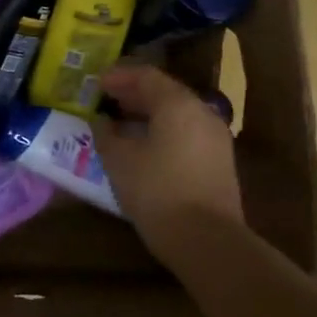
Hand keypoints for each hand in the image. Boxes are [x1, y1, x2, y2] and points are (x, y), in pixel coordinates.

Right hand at [93, 65, 242, 263]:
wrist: (206, 240)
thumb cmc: (156, 190)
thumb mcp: (118, 159)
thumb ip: (105, 132)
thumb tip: (101, 120)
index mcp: (177, 104)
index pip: (146, 76)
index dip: (119, 76)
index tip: (97, 83)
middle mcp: (201, 112)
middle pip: (165, 92)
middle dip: (134, 93)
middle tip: (106, 99)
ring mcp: (215, 138)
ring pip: (177, 114)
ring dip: (148, 113)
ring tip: (121, 123)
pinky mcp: (219, 162)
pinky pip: (186, 133)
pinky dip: (163, 130)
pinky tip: (143, 146)